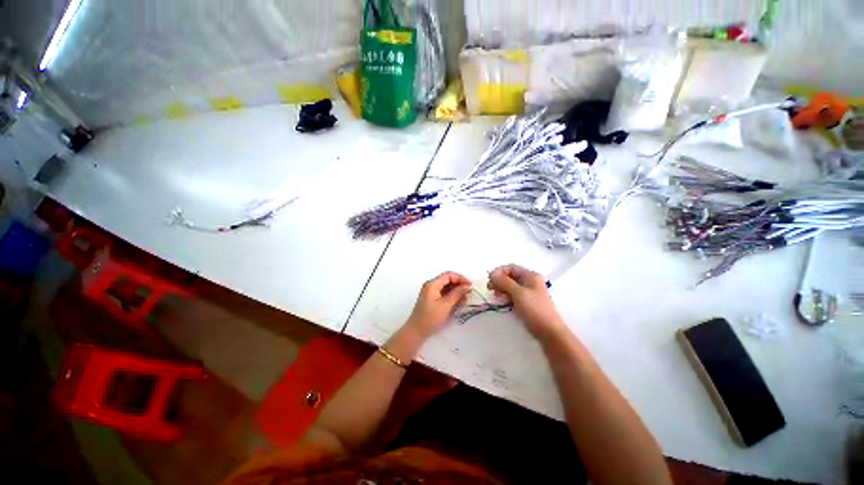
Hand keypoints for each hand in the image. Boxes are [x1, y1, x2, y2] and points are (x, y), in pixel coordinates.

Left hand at [405, 272, 471, 337]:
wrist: (416, 331)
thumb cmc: (430, 318)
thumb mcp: (445, 305)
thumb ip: (457, 294)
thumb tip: (467, 286)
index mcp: (432, 284)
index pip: (449, 275)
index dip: (460, 278)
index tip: (470, 286)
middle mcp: (431, 285)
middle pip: (448, 279)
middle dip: (459, 285)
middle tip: (469, 292)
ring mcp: (431, 291)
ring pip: (446, 286)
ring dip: (456, 291)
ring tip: (465, 298)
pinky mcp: (432, 298)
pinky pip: (444, 292)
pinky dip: (451, 295)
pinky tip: (458, 302)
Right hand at [488, 264, 564, 339]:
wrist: (549, 332)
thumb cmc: (535, 309)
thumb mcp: (518, 293)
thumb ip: (504, 282)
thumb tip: (492, 273)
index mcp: (530, 276)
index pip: (511, 267)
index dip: (499, 271)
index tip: (490, 280)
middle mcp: (529, 281)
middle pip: (510, 276)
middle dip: (499, 280)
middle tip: (490, 289)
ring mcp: (528, 292)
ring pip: (510, 286)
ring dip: (501, 288)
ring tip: (496, 296)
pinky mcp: (525, 302)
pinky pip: (512, 295)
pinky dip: (505, 296)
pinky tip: (501, 301)